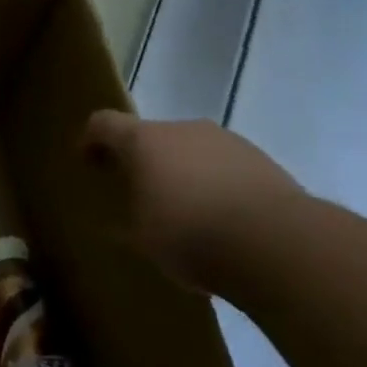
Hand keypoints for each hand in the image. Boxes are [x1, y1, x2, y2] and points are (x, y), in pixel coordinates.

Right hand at [83, 111, 301, 289]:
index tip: (88, 162)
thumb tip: (121, 221)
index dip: (91, 140)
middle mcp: (183, 129)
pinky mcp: (262, 160)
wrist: (278, 243)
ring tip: (184, 212)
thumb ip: (126, 221)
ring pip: (190, 150)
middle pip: (150, 135)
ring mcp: (227, 141)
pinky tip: (219, 219)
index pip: (103, 123)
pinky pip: (223, 166)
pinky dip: (213, 184)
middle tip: (137, 194)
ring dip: (180, 172)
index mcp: (144, 140)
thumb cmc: (189, 235)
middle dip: (141, 161)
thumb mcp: (141, 238)